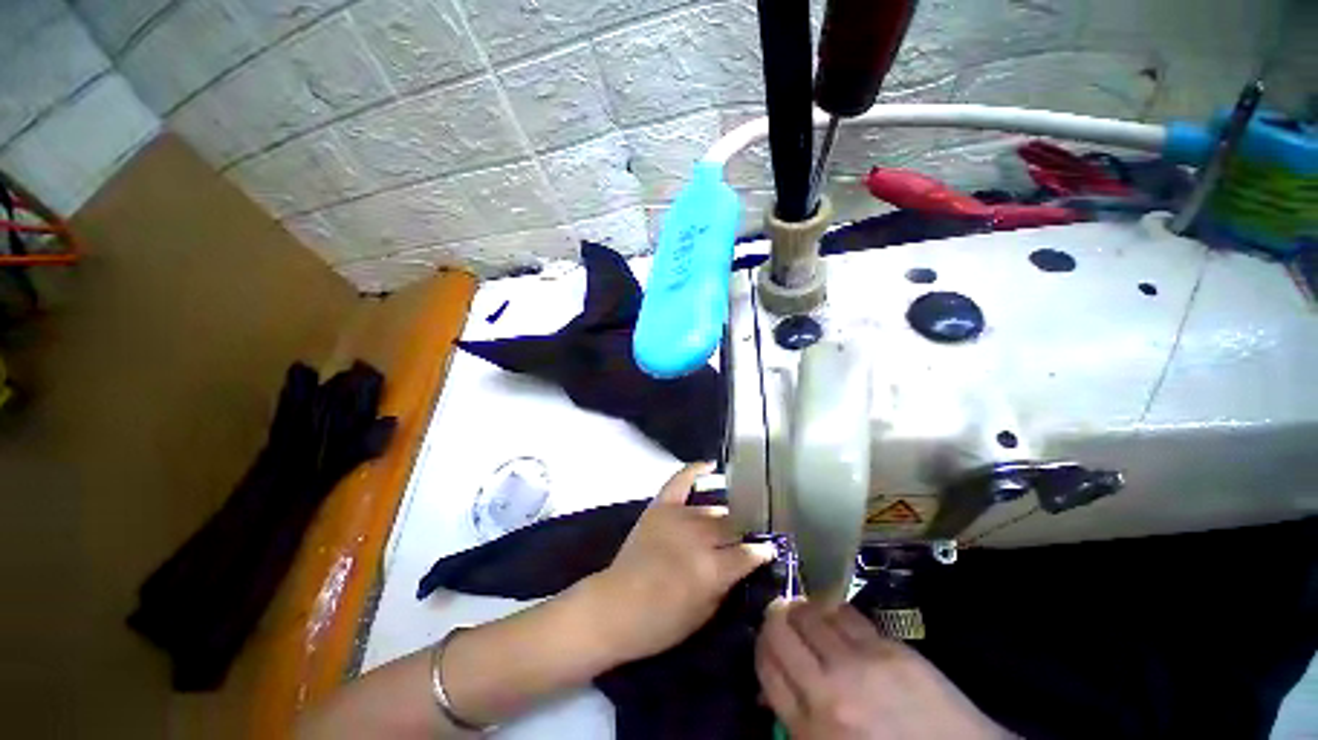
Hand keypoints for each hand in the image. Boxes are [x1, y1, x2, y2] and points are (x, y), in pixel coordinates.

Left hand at [582, 462, 775, 663]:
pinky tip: (711, 465)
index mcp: (712, 568)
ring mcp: (678, 517)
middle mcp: (698, 537)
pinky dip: (694, 470)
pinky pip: (680, 481)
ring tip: (730, 520)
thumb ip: (727, 583)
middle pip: (732, 526)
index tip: (768, 550)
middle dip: (743, 532)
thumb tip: (742, 563)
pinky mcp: (660, 507)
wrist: (615, 607)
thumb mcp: (705, 614)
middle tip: (747, 536)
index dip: (762, 552)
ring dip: (724, 516)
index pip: (748, 553)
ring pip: (712, 509)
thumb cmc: (662, 622)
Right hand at [757, 600, 1008, 739]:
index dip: (761, 645)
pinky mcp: (891, 649)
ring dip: (802, 609)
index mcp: (810, 728)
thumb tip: (772, 687)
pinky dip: (832, 610)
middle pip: (780, 629)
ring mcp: (862, 665)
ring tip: (806, 614)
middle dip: (774, 618)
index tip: (767, 641)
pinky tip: (835, 616)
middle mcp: (829, 690)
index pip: (765, 663)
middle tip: (781, 619)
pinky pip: (846, 613)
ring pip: (810, 613)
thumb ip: (794, 720)